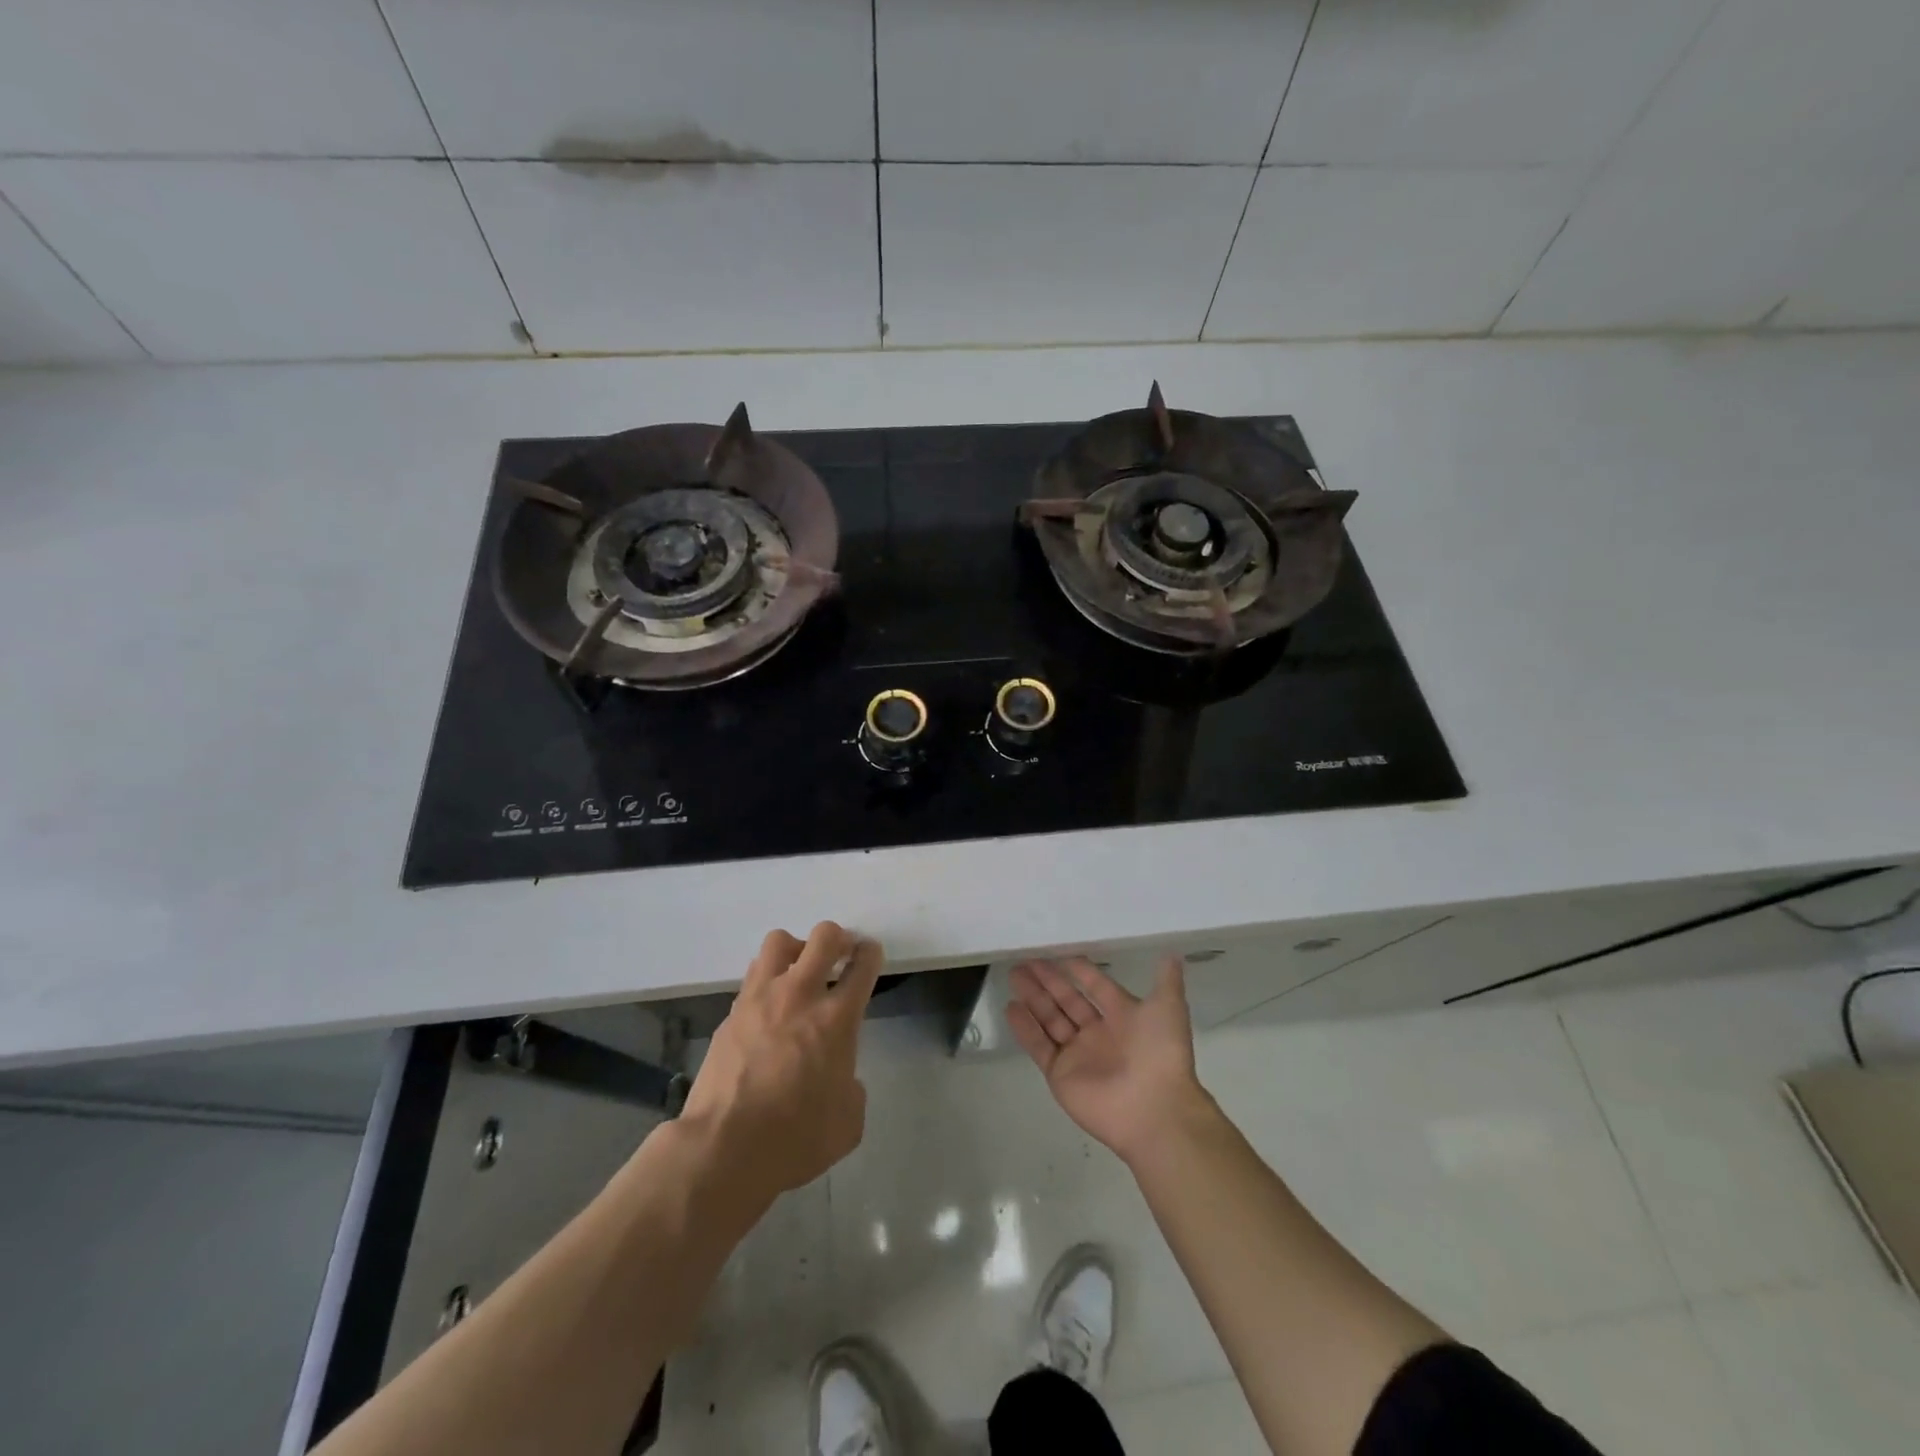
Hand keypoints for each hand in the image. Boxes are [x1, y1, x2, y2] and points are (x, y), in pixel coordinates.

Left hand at [677, 922, 882, 1204]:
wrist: (725, 1149)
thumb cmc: (795, 1139)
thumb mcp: (848, 1121)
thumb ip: (851, 1087)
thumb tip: (839, 1077)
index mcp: (836, 1019)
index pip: (862, 965)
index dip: (871, 953)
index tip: (869, 955)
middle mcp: (800, 996)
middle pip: (823, 936)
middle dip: (837, 938)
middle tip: (839, 954)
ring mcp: (760, 1000)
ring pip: (779, 942)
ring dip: (796, 950)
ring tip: (799, 972)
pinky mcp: (731, 1014)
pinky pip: (753, 977)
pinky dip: (767, 981)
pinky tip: (770, 1008)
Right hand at [1007, 955, 1211, 1166]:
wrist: (1153, 1109)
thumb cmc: (1160, 1053)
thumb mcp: (1169, 1008)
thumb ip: (1167, 980)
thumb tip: (1173, 954)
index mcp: (1123, 1016)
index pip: (1096, 986)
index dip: (1079, 970)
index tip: (1058, 952)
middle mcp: (1098, 1033)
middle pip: (1067, 1000)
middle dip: (1048, 980)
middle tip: (1025, 960)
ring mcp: (1077, 1054)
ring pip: (1050, 1019)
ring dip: (1032, 997)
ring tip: (1014, 974)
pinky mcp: (1060, 1074)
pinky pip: (1039, 1046)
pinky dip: (1025, 1028)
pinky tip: (1010, 1006)